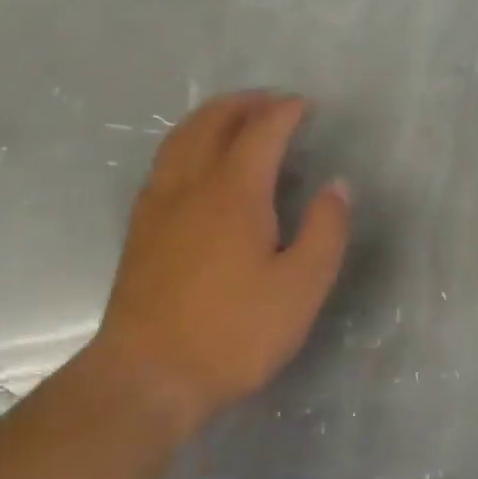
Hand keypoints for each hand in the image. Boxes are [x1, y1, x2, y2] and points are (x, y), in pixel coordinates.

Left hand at [93, 92, 350, 430]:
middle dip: (245, 103)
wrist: (148, 375)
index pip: (262, 130)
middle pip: (213, 120)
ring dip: (212, 117)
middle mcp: (191, 183)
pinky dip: (188, 142)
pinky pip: (165, 161)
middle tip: (273, 103)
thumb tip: (337, 185)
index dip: (286, 111)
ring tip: (235, 119)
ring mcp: (158, 203)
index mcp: (234, 191)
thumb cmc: (233, 333)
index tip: (307, 106)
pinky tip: (196, 164)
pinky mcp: (140, 227)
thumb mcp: (301, 288)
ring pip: (181, 137)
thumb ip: (325, 230)